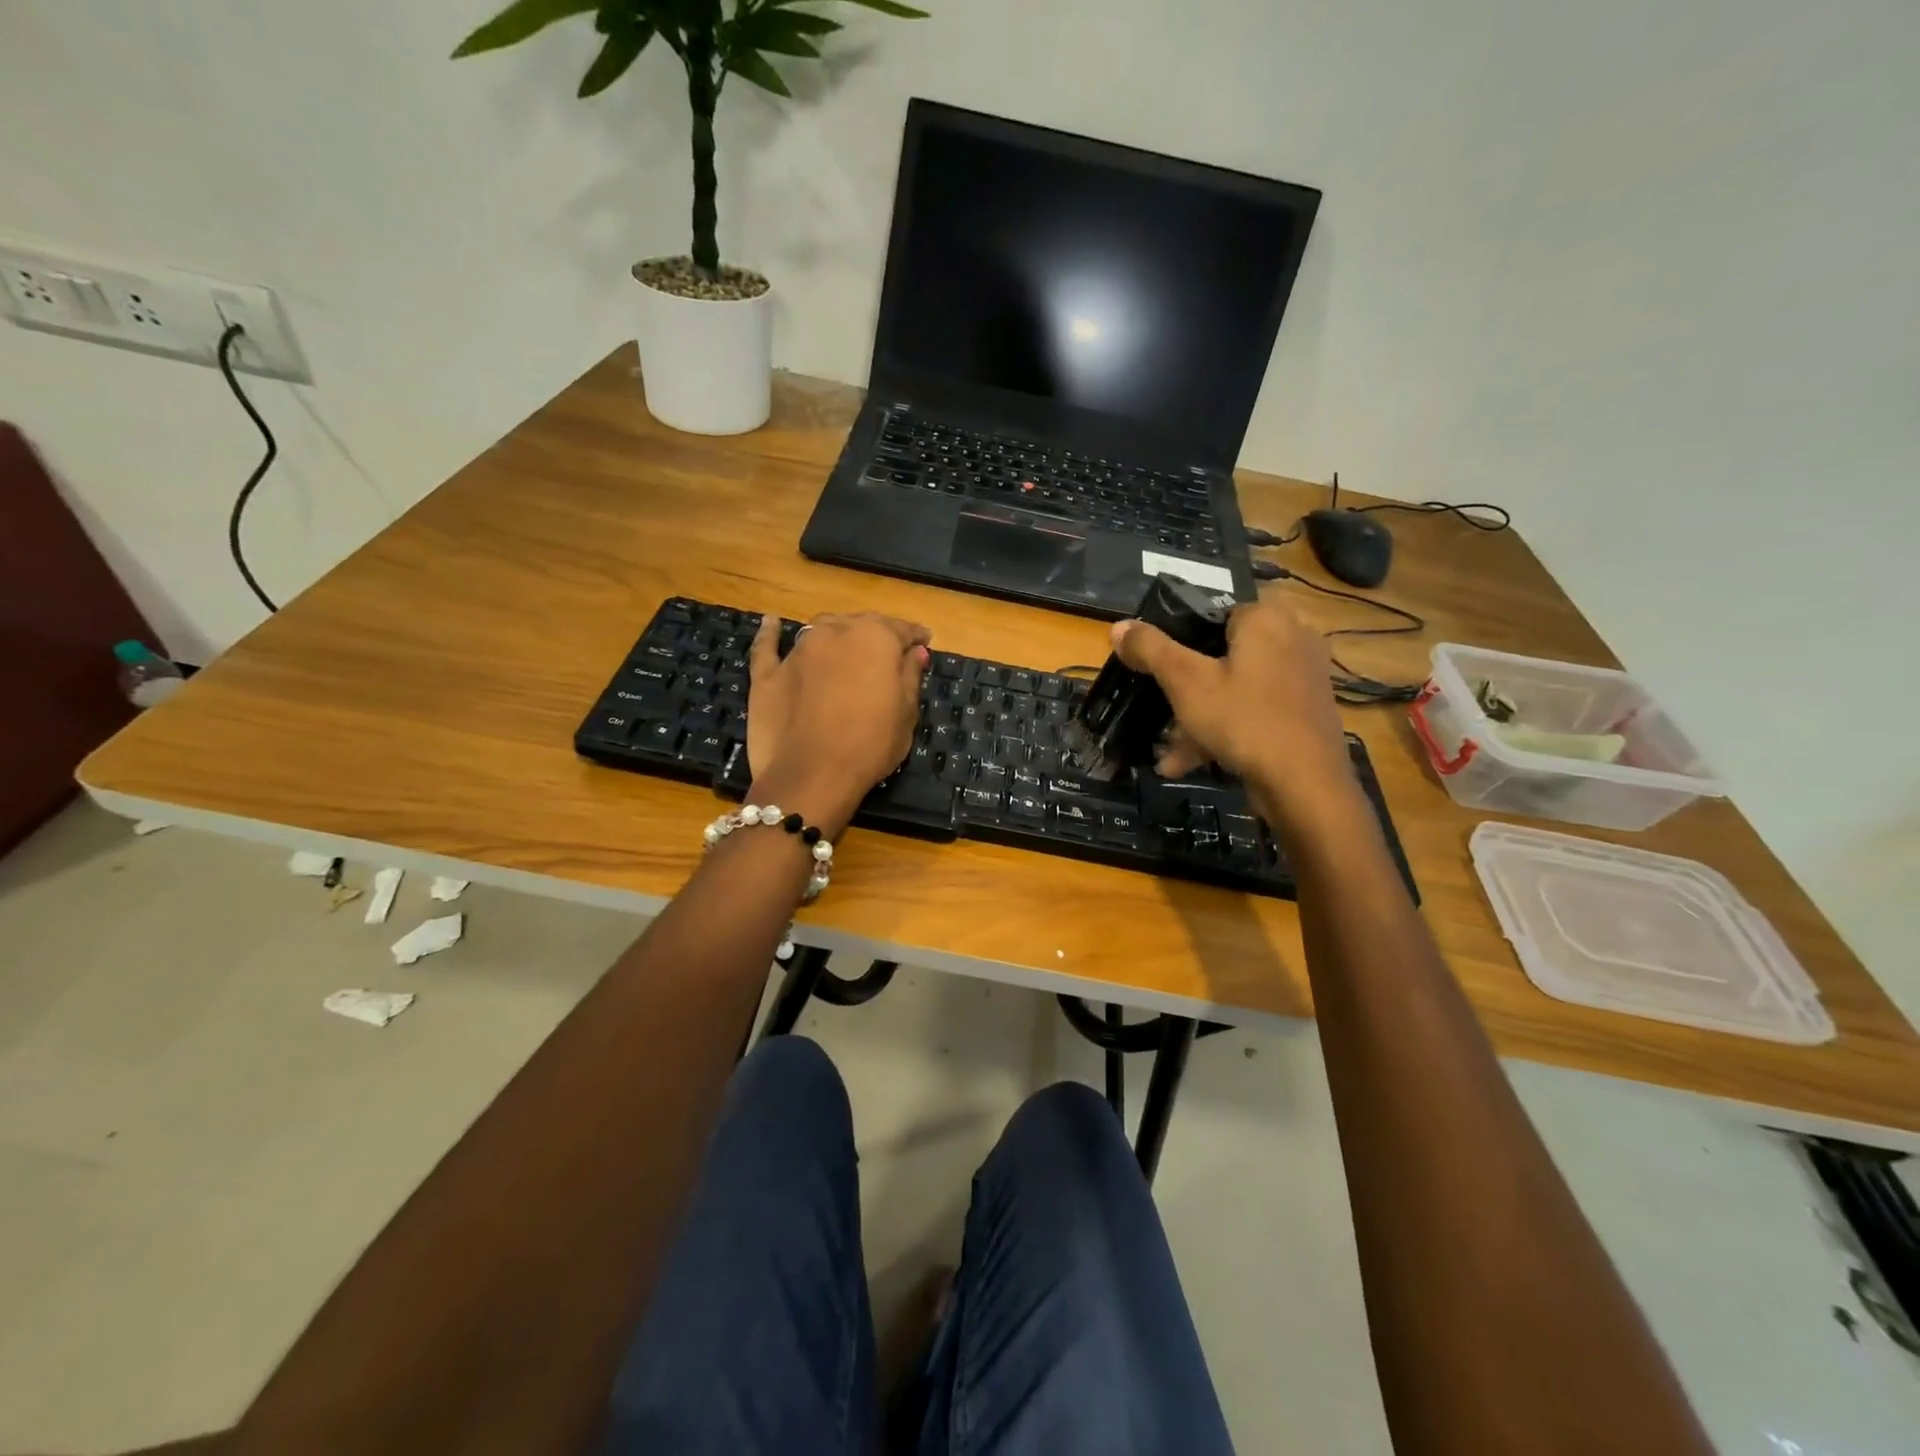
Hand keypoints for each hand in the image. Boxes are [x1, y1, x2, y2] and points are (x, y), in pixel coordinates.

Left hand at [746, 610, 931, 832]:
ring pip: (820, 630)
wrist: (812, 775)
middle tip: (887, 652)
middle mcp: (835, 632)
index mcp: (874, 638)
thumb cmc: (870, 744)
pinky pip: (768, 646)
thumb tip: (915, 651)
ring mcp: (798, 651)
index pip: (901, 629)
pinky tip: (773, 622)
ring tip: (845, 645)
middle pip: (859, 624)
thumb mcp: (906, 713)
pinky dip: (772, 633)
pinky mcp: (767, 673)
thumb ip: (910, 675)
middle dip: (876, 633)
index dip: (915, 636)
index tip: (924, 641)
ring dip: (836, 633)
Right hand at [1110, 598, 1355, 827]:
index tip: (1156, 668)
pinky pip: (1255, 711)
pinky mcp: (1306, 712)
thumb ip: (1151, 649)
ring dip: (1198, 720)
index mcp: (1266, 618)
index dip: (1179, 638)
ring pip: (1235, 689)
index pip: (1212, 612)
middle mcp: (1292, 638)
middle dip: (1185, 691)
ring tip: (1169, 755)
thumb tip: (1118, 626)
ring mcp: (1302, 678)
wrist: (1306, 786)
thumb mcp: (1185, 682)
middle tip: (1159, 713)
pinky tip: (1191, 764)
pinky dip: (1225, 731)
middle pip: (1221, 655)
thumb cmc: (1244, 720)